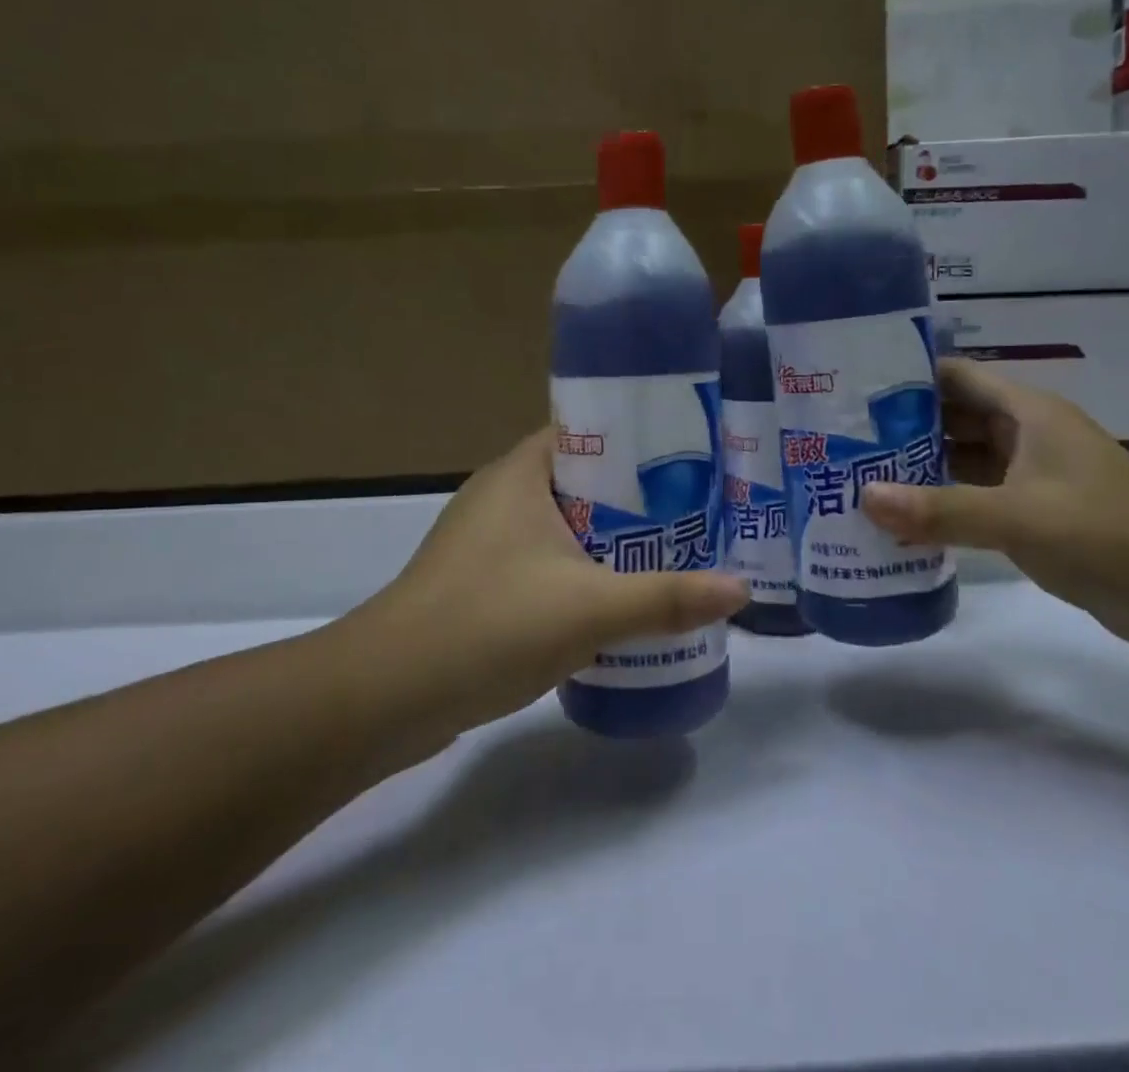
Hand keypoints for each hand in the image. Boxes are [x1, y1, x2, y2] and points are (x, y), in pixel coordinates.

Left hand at [333, 428, 746, 745]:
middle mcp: (502, 494)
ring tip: (675, 551)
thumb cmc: (489, 624)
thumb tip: (741, 590)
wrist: (386, 697)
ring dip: (614, 538)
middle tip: (699, 510)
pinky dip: (585, 571)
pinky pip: (548, 561)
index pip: (589, 430)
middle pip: (585, 480)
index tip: (694, 458)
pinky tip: (620, 598)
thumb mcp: (589, 608)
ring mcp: (487, 541)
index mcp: (521, 473)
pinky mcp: (483, 583)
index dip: (642, 439)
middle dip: (640, 496)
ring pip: (567, 525)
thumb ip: (667, 598)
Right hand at [860, 360, 1128, 647]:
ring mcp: (1031, 477)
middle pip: (952, 418)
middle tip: (842, 440)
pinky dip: (941, 505)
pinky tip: (901, 520)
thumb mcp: (1018, 516)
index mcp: (1026, 413)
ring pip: (961, 461)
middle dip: (901, 428)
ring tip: (857, 478)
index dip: (906, 377)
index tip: (852, 389)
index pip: (954, 376)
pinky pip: (975, 499)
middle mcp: (1026, 435)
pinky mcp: (1035, 515)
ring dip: (918, 469)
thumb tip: (864, 499)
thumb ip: (940, 509)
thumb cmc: (1107, 533)